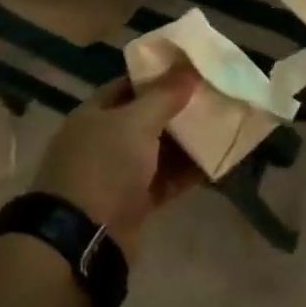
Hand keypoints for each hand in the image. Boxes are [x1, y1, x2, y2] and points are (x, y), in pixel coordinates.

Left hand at [33, 67, 201, 259]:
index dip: (159, 76)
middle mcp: (104, 141)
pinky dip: (187, 172)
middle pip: (147, 118)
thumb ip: (164, 96)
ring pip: (159, 150)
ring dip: (187, 141)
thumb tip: (189, 68)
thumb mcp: (135, 123)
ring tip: (222, 126)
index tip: (192, 70)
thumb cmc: (105, 166)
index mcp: (94, 114)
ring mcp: (119, 173)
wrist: (82, 238)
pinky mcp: (134, 201)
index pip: (129, 85)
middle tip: (214, 97)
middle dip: (179, 109)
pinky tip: (216, 162)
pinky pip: (166, 180)